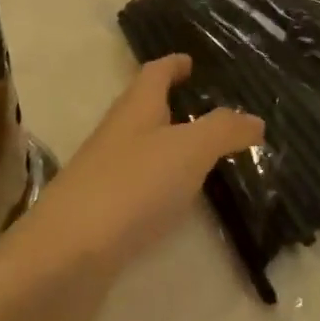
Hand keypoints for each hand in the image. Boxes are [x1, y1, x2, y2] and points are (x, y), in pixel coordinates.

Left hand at [21, 55, 262, 273]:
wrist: (64, 259)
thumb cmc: (131, 187)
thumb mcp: (189, 150)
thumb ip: (224, 130)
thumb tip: (255, 119)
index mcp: (136, 109)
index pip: (155, 73)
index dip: (174, 64)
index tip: (192, 61)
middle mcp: (118, 135)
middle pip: (146, 109)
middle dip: (175, 104)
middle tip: (212, 108)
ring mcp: (105, 176)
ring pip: (144, 149)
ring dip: (170, 146)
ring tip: (206, 153)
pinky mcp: (102, 216)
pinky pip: (139, 187)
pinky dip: (162, 185)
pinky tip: (180, 201)